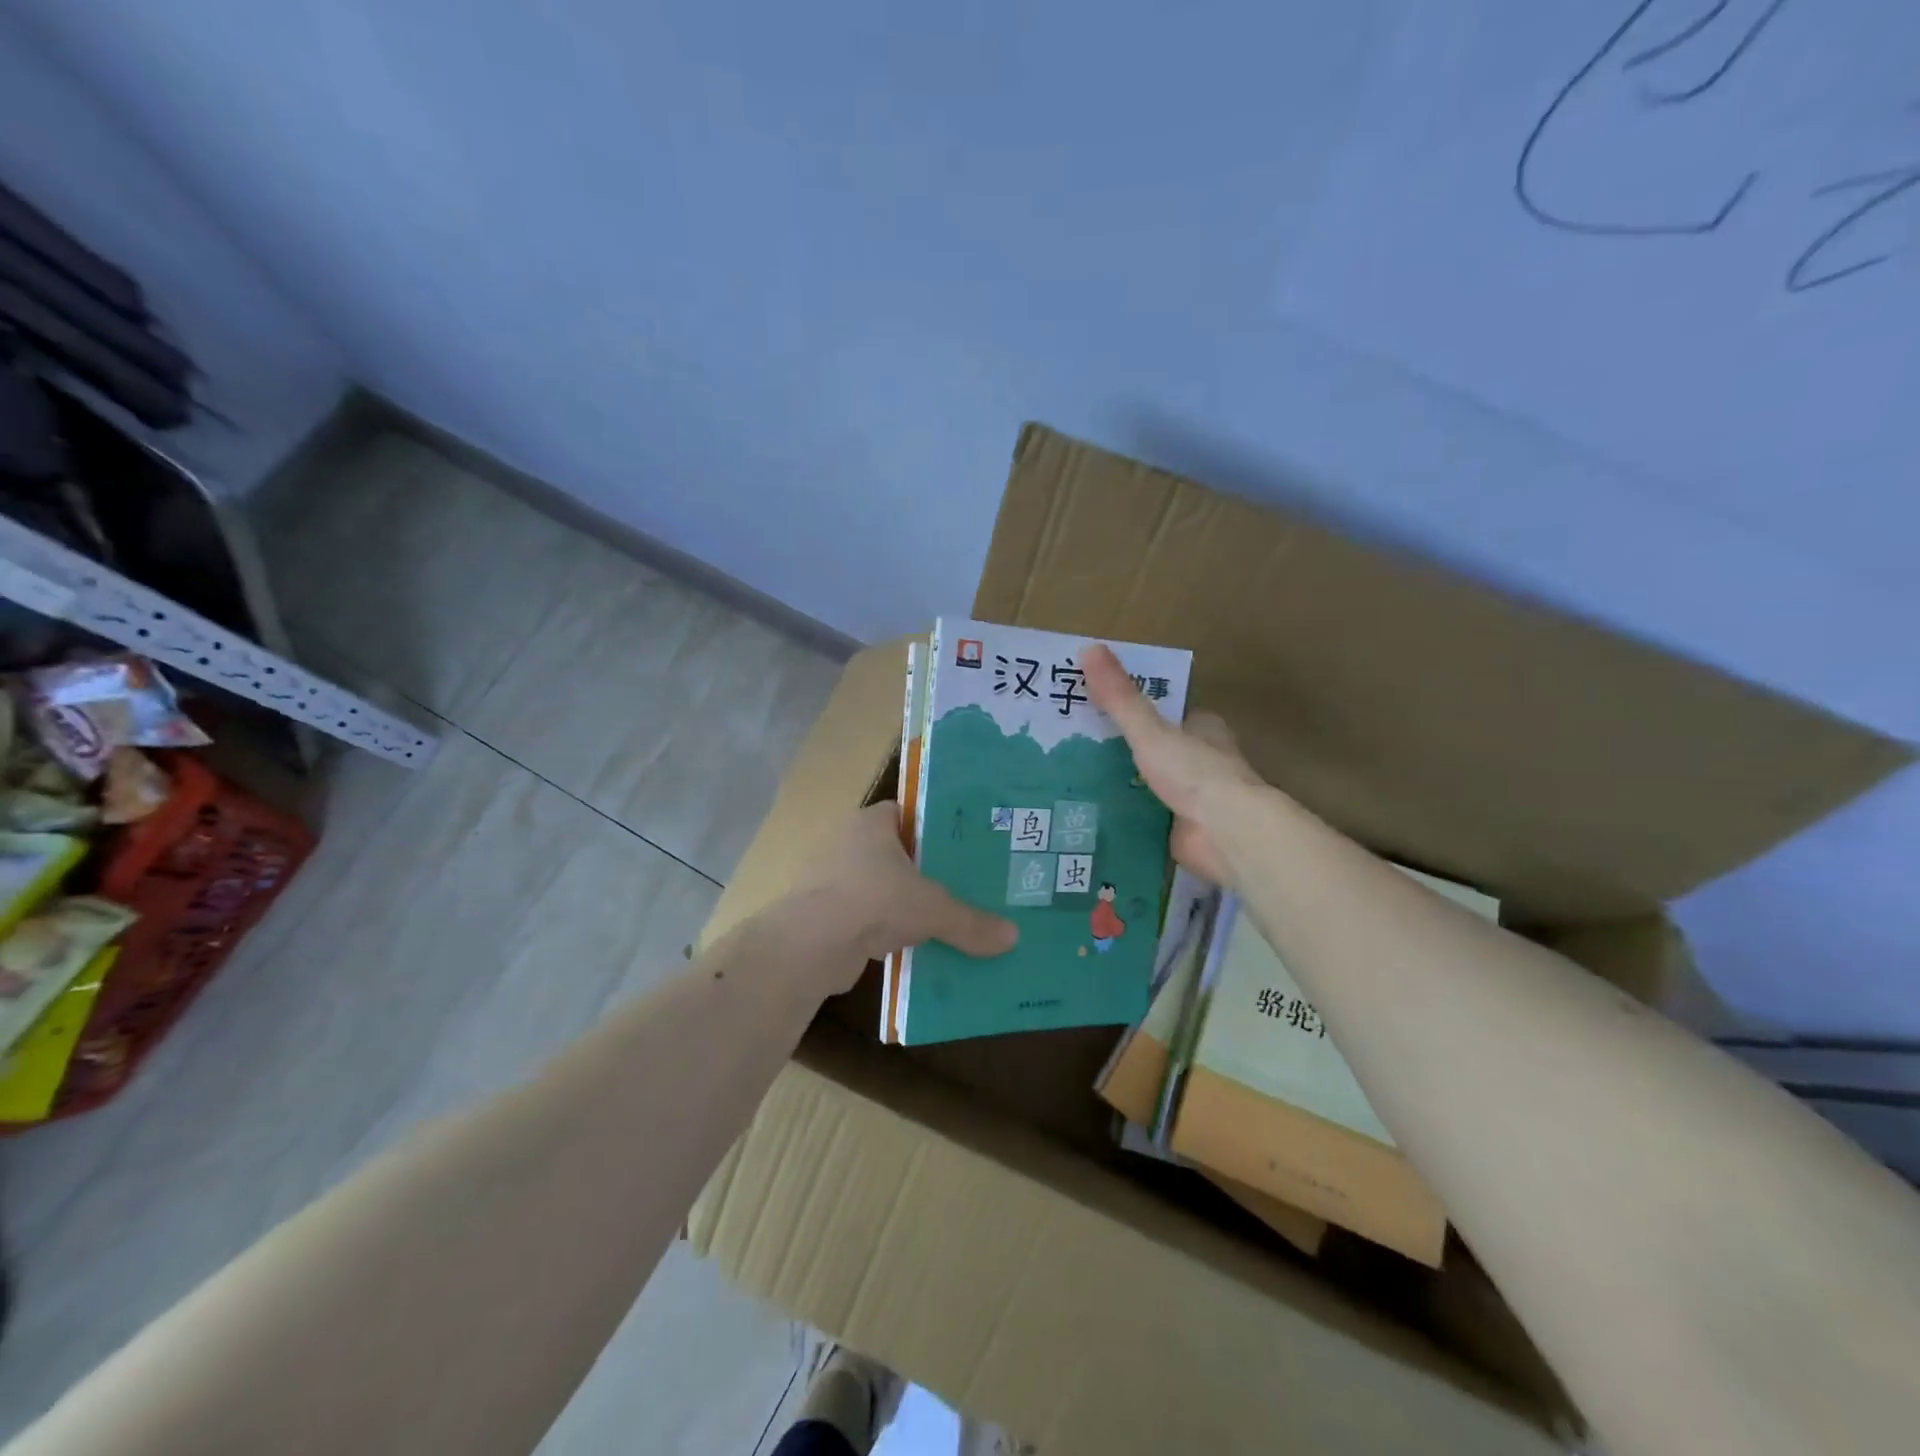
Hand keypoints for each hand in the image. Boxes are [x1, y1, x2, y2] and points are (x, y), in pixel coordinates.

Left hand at [789, 803, 1016, 984]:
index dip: (935, 826)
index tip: (964, 844)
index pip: (907, 813)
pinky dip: (884, 928)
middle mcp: (847, 842)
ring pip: (880, 885)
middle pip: (895, 851)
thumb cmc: (874, 900)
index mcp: (871, 822)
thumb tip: (1013, 938)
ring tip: (942, 918)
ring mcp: (831, 878)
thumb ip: (971, 922)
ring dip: (904, 902)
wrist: (811, 944)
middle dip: (924, 869)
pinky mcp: (824, 913)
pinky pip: (865, 915)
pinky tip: (912, 946)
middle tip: (964, 883)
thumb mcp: (934, 909)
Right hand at [1083, 644, 1264, 884]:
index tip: (1093, 707)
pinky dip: (1124, 814)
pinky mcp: (1183, 828)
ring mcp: (1193, 796)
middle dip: (1120, 748)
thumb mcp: (1149, 729)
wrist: (1226, 833)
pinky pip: (1146, 816)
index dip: (1131, 708)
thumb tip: (1089, 647)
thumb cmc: (1194, 772)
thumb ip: (1120, 696)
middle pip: (1155, 747)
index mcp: (1202, 728)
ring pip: (1149, 783)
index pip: (1165, 711)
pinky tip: (1091, 813)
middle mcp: (1200, 759)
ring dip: (1120, 783)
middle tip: (1072, 746)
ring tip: (1072, 779)